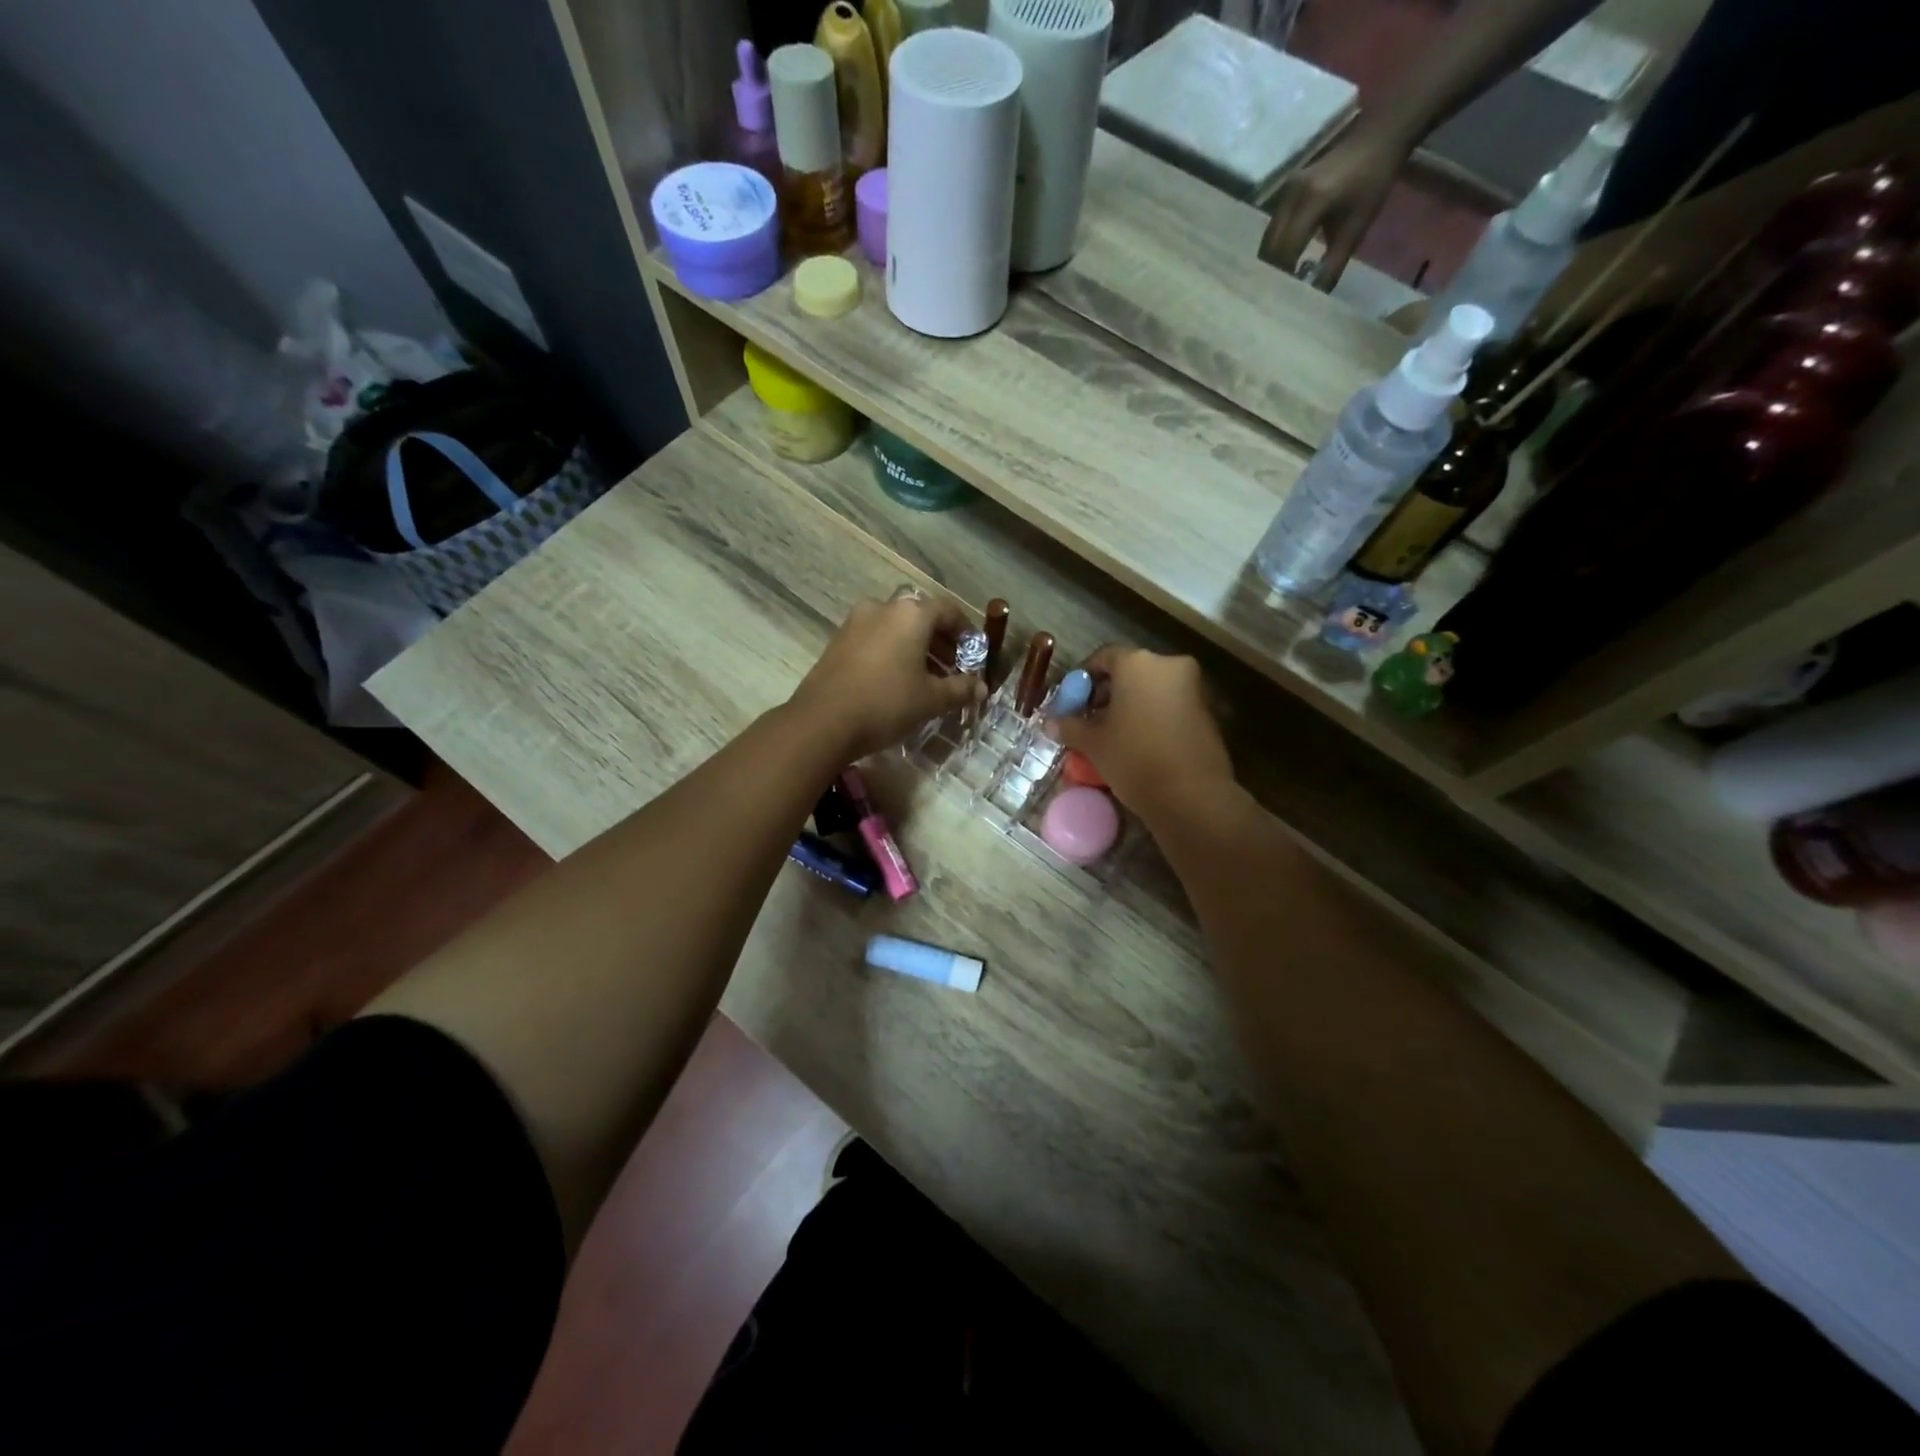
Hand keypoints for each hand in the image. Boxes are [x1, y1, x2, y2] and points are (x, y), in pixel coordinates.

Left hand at [788, 593, 984, 760]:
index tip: (974, 653)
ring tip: (927, 679)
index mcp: (911, 614)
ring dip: (916, 648)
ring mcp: (856, 622)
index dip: (966, 631)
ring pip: (896, 628)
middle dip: (941, 642)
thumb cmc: (886, 703)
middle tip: (953, 669)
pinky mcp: (838, 640)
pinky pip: (876, 638)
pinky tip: (897, 680)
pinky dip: (893, 651)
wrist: (823, 721)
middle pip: (921, 618)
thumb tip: (982, 688)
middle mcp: (883, 608)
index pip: (948, 610)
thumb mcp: (930, 700)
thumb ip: (960, 689)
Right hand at [1052, 647, 1233, 821]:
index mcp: (1137, 663)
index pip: (1103, 657)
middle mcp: (1169, 665)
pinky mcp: (1208, 711)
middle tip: (1091, 720)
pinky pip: (1171, 705)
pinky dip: (1154, 716)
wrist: (1191, 795)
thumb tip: (1052, 722)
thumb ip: (1070, 726)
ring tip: (1114, 735)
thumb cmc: (1134, 758)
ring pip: (1152, 688)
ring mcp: (1193, 687)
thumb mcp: (1093, 743)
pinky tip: (1141, 743)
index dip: (1084, 678)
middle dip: (1109, 693)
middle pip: (1130, 671)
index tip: (1073, 702)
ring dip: (1132, 705)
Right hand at [1259, 129, 1409, 290]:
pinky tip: (1286, 257)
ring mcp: (1285, 190)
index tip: (1287, 297)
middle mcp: (1291, 196)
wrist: (1377, 137)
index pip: (1285, 251)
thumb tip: (1314, 296)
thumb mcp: (1356, 228)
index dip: (1283, 277)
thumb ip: (1333, 264)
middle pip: (1269, 247)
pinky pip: (1273, 226)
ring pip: (1268, 238)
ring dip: (1272, 260)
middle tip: (1281, 291)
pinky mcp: (1285, 189)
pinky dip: (1276, 245)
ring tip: (1283, 277)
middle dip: (1273, 271)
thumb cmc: (1373, 181)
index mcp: (1310, 202)